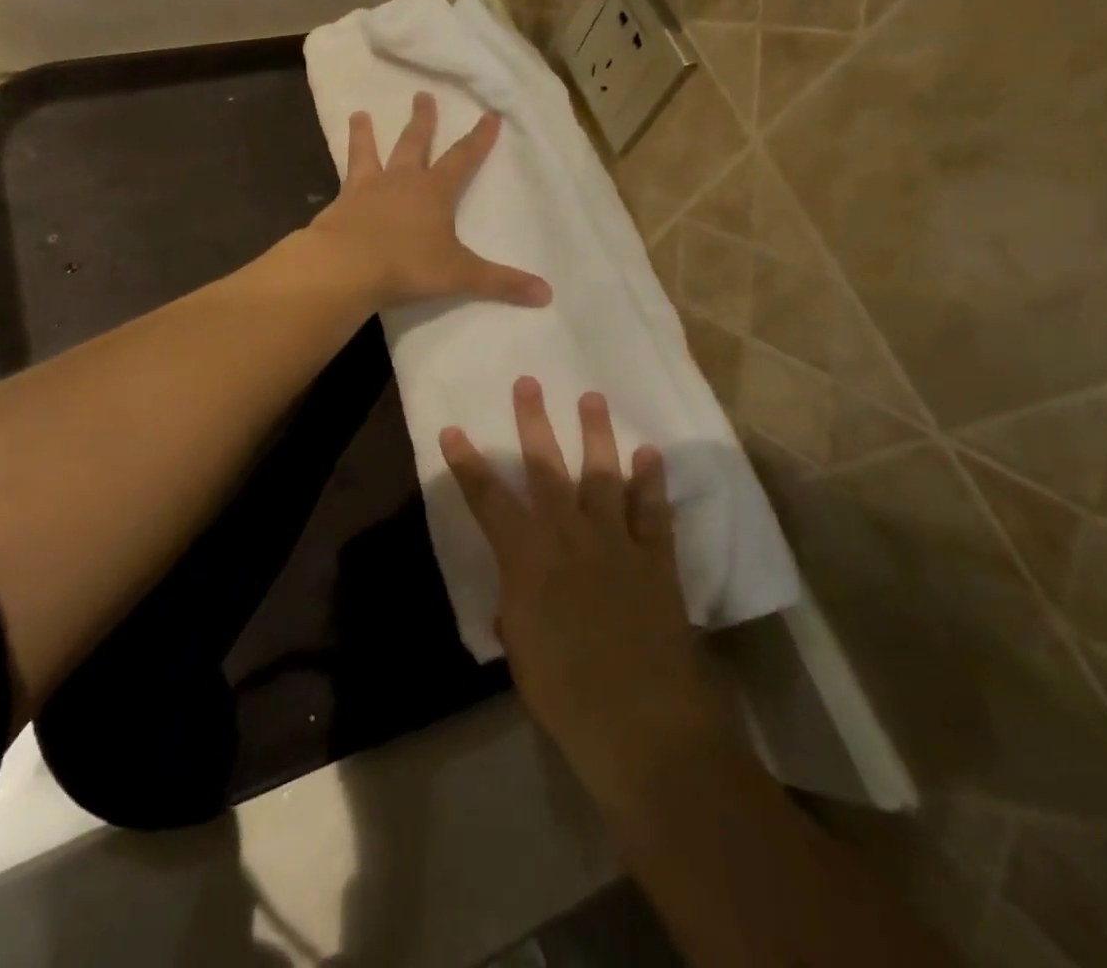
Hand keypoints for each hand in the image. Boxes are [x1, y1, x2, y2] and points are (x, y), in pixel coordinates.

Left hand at [308, 93, 551, 313]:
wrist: (345, 267)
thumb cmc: (407, 266)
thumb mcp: (459, 275)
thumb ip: (501, 282)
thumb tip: (547, 294)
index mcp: (434, 192)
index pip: (463, 158)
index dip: (479, 139)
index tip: (490, 115)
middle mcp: (401, 181)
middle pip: (414, 144)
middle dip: (422, 121)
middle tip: (422, 96)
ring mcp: (366, 190)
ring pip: (368, 153)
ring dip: (365, 134)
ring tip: (359, 114)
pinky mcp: (339, 205)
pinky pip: (343, 181)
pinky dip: (342, 173)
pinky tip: (338, 174)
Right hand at [441, 379, 718, 814]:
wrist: (642, 722)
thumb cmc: (565, 693)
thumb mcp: (522, 650)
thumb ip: (517, 606)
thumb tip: (517, 588)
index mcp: (526, 558)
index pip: (487, 499)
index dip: (466, 463)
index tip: (451, 430)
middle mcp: (568, 535)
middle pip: (546, 468)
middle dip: (533, 423)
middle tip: (529, 383)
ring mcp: (615, 542)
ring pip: (602, 475)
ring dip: (596, 434)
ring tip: (591, 398)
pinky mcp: (655, 559)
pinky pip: (653, 511)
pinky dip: (652, 482)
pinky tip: (650, 454)